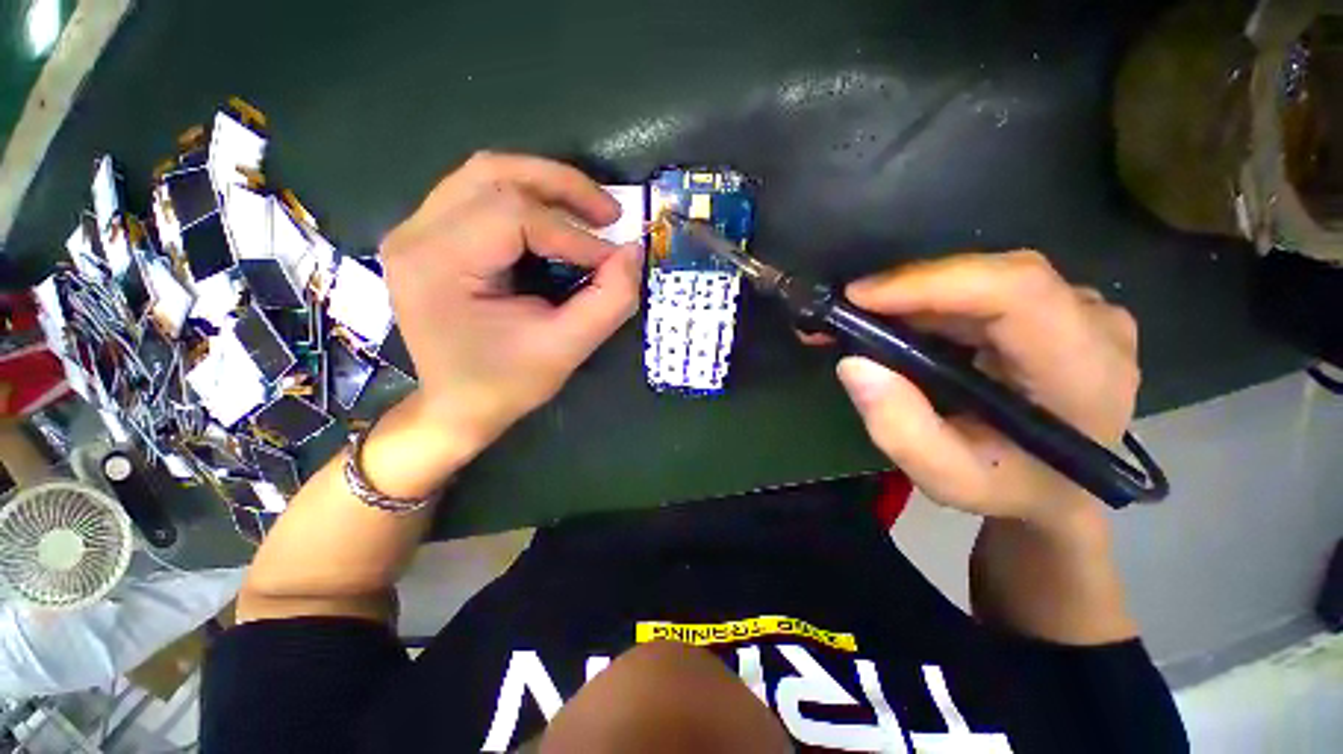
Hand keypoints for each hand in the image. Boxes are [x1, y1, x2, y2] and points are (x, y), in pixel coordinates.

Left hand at [380, 153, 641, 456]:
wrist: (457, 406)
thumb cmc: (505, 384)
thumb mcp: (566, 349)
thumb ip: (609, 301)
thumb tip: (634, 253)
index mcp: (438, 264)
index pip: (513, 217)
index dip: (575, 235)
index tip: (614, 262)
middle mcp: (415, 234)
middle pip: (494, 174)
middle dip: (563, 187)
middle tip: (611, 213)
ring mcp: (415, 230)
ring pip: (487, 174)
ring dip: (547, 185)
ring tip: (591, 212)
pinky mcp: (428, 236)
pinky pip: (481, 193)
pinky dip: (528, 198)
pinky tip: (557, 220)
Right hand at [829, 251, 1139, 525]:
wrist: (1063, 487)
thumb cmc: (1012, 490)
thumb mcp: (949, 480)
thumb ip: (901, 430)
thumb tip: (854, 363)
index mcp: (1083, 372)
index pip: (1016, 293)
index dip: (932, 283)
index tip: (858, 298)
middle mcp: (1094, 324)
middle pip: (991, 277)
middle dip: (906, 291)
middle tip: (844, 314)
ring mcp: (1080, 309)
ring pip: (982, 278)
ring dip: (912, 296)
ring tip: (858, 320)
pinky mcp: (1056, 307)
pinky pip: (983, 288)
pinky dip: (929, 300)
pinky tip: (895, 321)